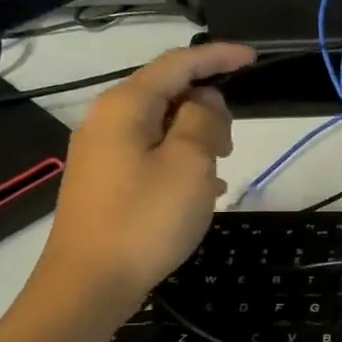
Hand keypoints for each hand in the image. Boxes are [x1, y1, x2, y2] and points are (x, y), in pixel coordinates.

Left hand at [33, 41, 255, 321]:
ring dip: (197, 139)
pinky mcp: (106, 182)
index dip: (218, 57)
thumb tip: (204, 102)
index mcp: (126, 107)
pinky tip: (203, 190)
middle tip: (231, 145)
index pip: (178, 63)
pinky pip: (152, 155)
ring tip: (219, 171)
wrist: (89, 284)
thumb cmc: (145, 219)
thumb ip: (204, 120)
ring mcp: (103, 153)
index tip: (253, 59)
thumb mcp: (190, 163)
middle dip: (208, 108)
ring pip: (162, 127)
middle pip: (168, 93)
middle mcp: (108, 121)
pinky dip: (182, 161)